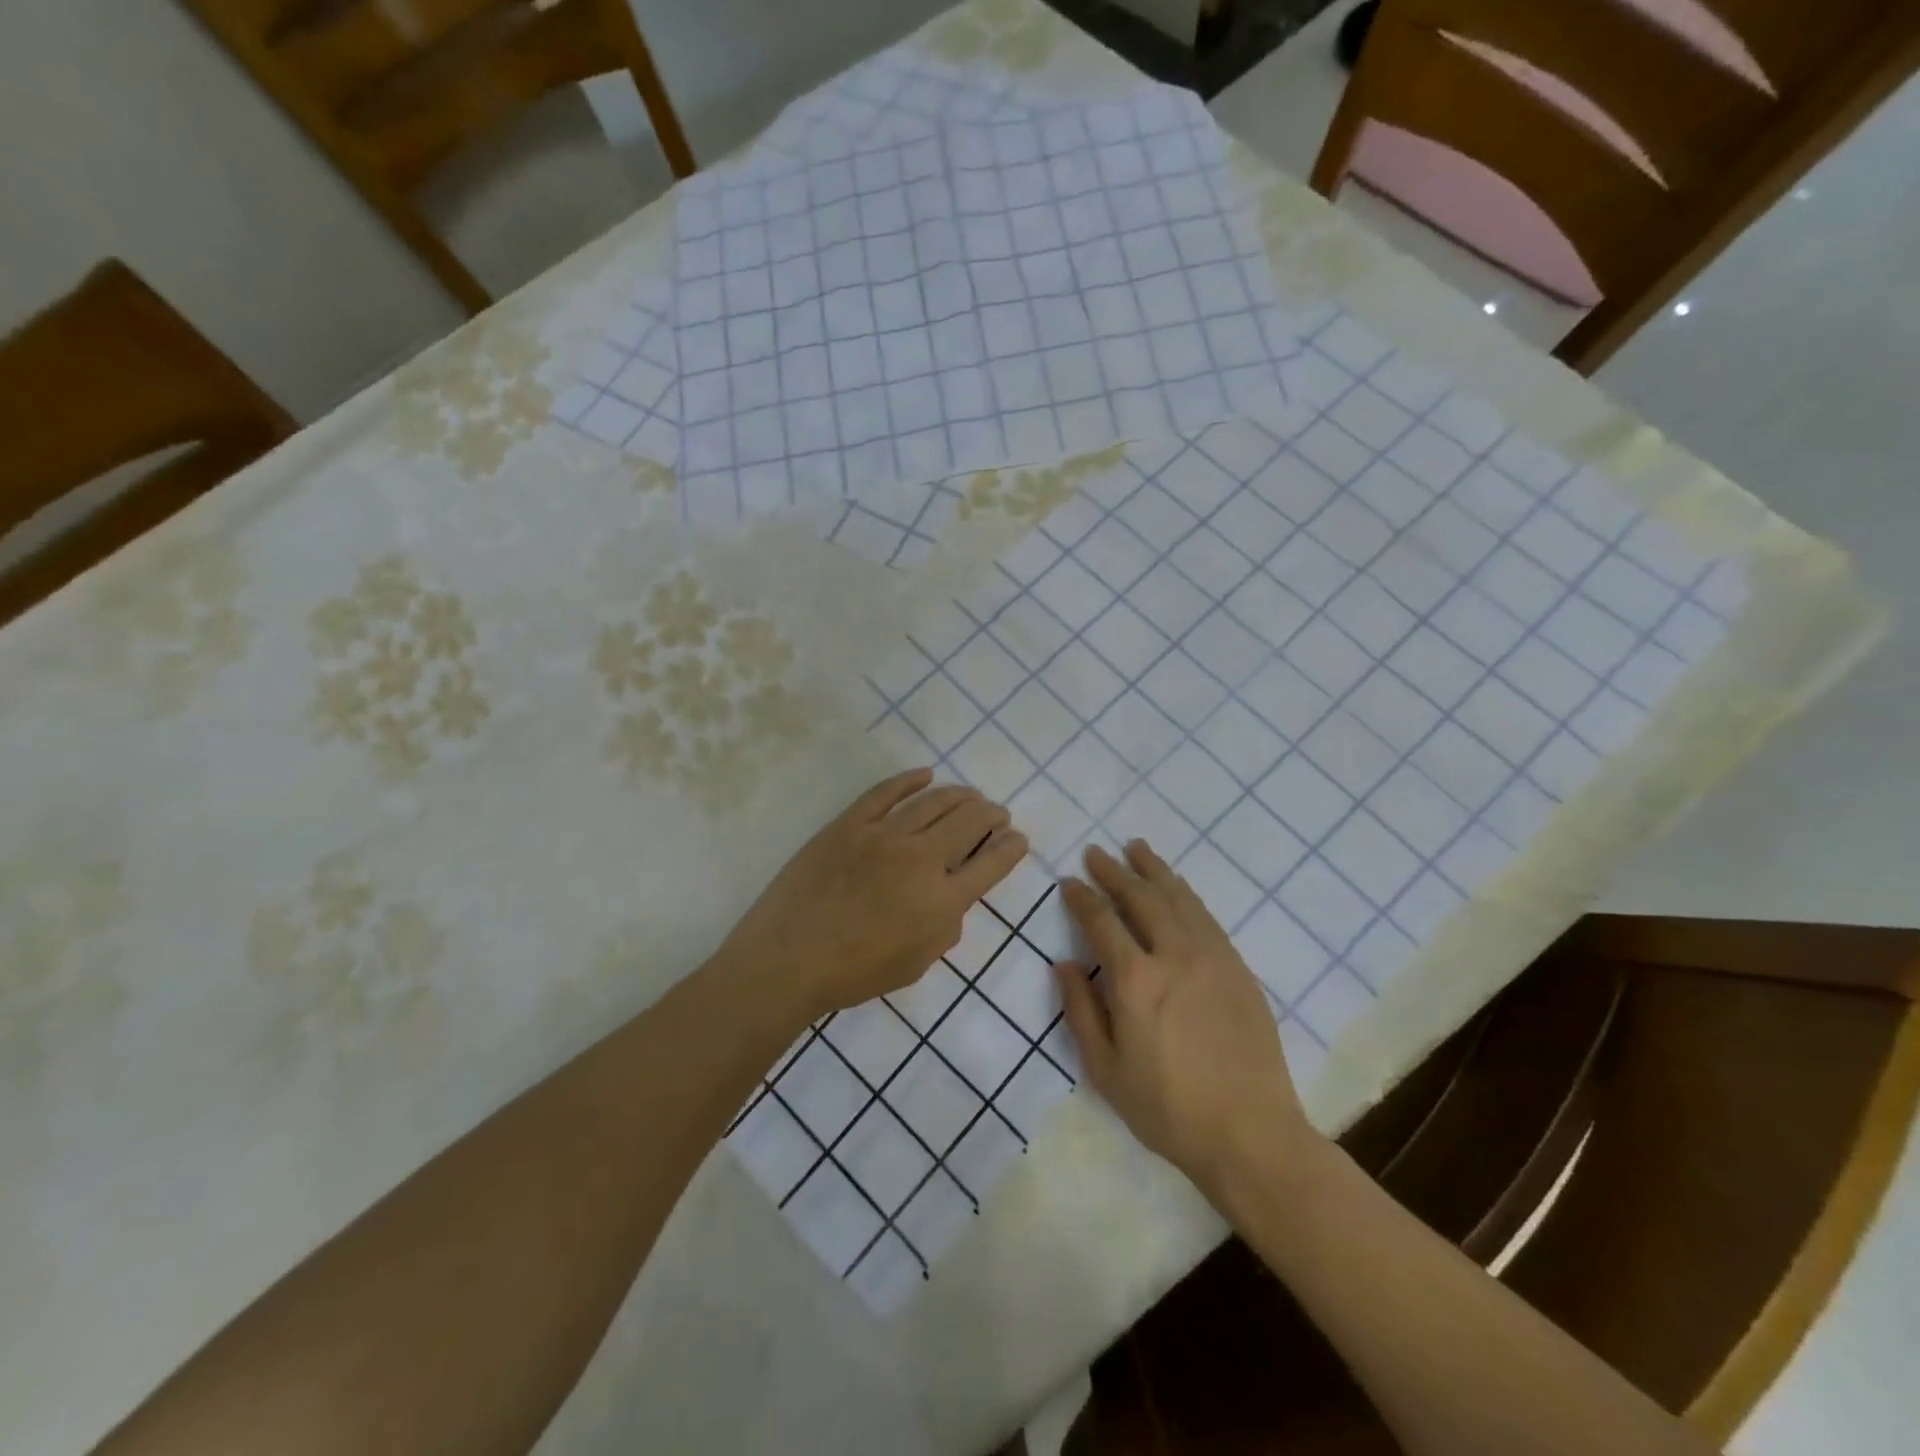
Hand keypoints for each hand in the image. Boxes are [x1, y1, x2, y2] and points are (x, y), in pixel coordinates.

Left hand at [717, 768, 1026, 1025]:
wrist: (787, 960)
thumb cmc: (853, 974)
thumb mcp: (915, 965)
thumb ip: (945, 928)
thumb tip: (952, 898)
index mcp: (941, 902)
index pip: (991, 864)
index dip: (1011, 848)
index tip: (1018, 839)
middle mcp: (919, 860)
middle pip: (969, 822)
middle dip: (992, 814)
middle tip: (997, 813)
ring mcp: (882, 836)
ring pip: (933, 801)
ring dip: (959, 795)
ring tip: (971, 794)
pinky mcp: (849, 824)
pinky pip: (885, 792)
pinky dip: (909, 780)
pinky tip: (925, 775)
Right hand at [1054, 841, 1319, 1202]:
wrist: (1250, 1134)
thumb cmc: (1167, 1108)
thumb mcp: (1105, 1069)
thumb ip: (1080, 1010)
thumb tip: (1064, 964)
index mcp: (1135, 980)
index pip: (1101, 920)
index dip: (1082, 897)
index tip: (1069, 882)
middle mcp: (1174, 955)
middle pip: (1140, 897)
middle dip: (1114, 871)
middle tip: (1097, 853)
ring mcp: (1212, 957)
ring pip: (1178, 898)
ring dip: (1154, 870)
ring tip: (1136, 848)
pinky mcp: (1238, 967)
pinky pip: (1206, 916)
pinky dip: (1185, 894)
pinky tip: (1177, 887)